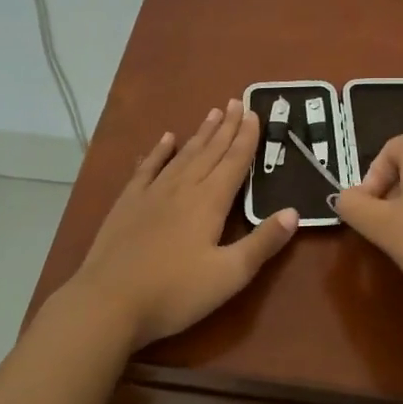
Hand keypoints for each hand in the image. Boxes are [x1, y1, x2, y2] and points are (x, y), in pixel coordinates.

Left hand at [67, 101, 298, 347]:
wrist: (108, 301)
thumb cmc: (175, 293)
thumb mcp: (229, 275)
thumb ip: (262, 242)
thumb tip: (294, 212)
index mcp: (210, 202)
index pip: (234, 162)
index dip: (247, 138)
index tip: (255, 113)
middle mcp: (183, 188)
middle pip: (210, 151)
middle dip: (227, 127)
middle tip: (237, 101)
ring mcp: (152, 193)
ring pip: (183, 155)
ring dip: (200, 134)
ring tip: (213, 113)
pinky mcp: (128, 203)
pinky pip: (147, 168)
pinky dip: (158, 151)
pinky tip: (166, 138)